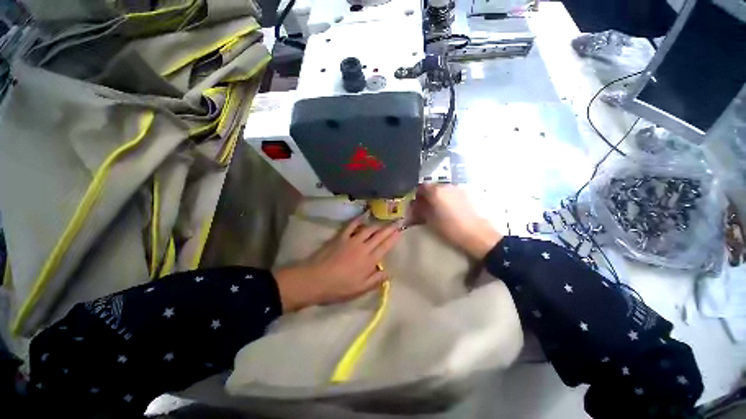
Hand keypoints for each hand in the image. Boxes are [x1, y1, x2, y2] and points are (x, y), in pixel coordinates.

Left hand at [274, 216, 400, 311]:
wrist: (316, 280)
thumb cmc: (339, 288)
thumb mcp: (360, 289)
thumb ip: (376, 280)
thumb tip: (389, 272)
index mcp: (369, 261)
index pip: (385, 247)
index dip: (393, 239)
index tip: (399, 232)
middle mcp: (363, 248)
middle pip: (379, 235)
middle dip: (389, 229)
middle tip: (396, 222)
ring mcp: (351, 240)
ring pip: (368, 229)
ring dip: (377, 225)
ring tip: (383, 222)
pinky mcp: (340, 237)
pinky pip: (351, 226)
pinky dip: (358, 220)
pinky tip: (362, 217)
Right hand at [411, 184, 502, 258]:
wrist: (478, 235)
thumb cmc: (451, 229)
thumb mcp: (430, 221)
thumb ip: (420, 210)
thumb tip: (414, 205)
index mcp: (436, 191)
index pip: (421, 187)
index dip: (417, 195)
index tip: (416, 204)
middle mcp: (447, 186)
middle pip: (432, 187)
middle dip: (427, 196)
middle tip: (426, 208)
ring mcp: (458, 189)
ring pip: (443, 190)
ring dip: (438, 197)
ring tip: (439, 210)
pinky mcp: (467, 194)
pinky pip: (452, 193)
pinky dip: (448, 199)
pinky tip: (450, 210)